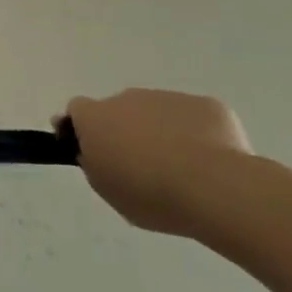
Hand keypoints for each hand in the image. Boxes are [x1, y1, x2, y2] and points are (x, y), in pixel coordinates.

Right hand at [64, 89, 251, 235]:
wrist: (214, 187)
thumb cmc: (149, 194)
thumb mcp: (106, 189)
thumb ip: (95, 164)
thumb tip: (99, 153)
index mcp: (95, 117)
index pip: (78, 110)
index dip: (83, 128)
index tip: (94, 151)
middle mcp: (126, 98)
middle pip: (120, 109)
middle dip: (127, 131)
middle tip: (143, 167)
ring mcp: (168, 97)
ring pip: (158, 112)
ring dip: (162, 132)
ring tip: (183, 170)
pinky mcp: (206, 105)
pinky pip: (195, 118)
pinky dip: (198, 134)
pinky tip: (210, 162)